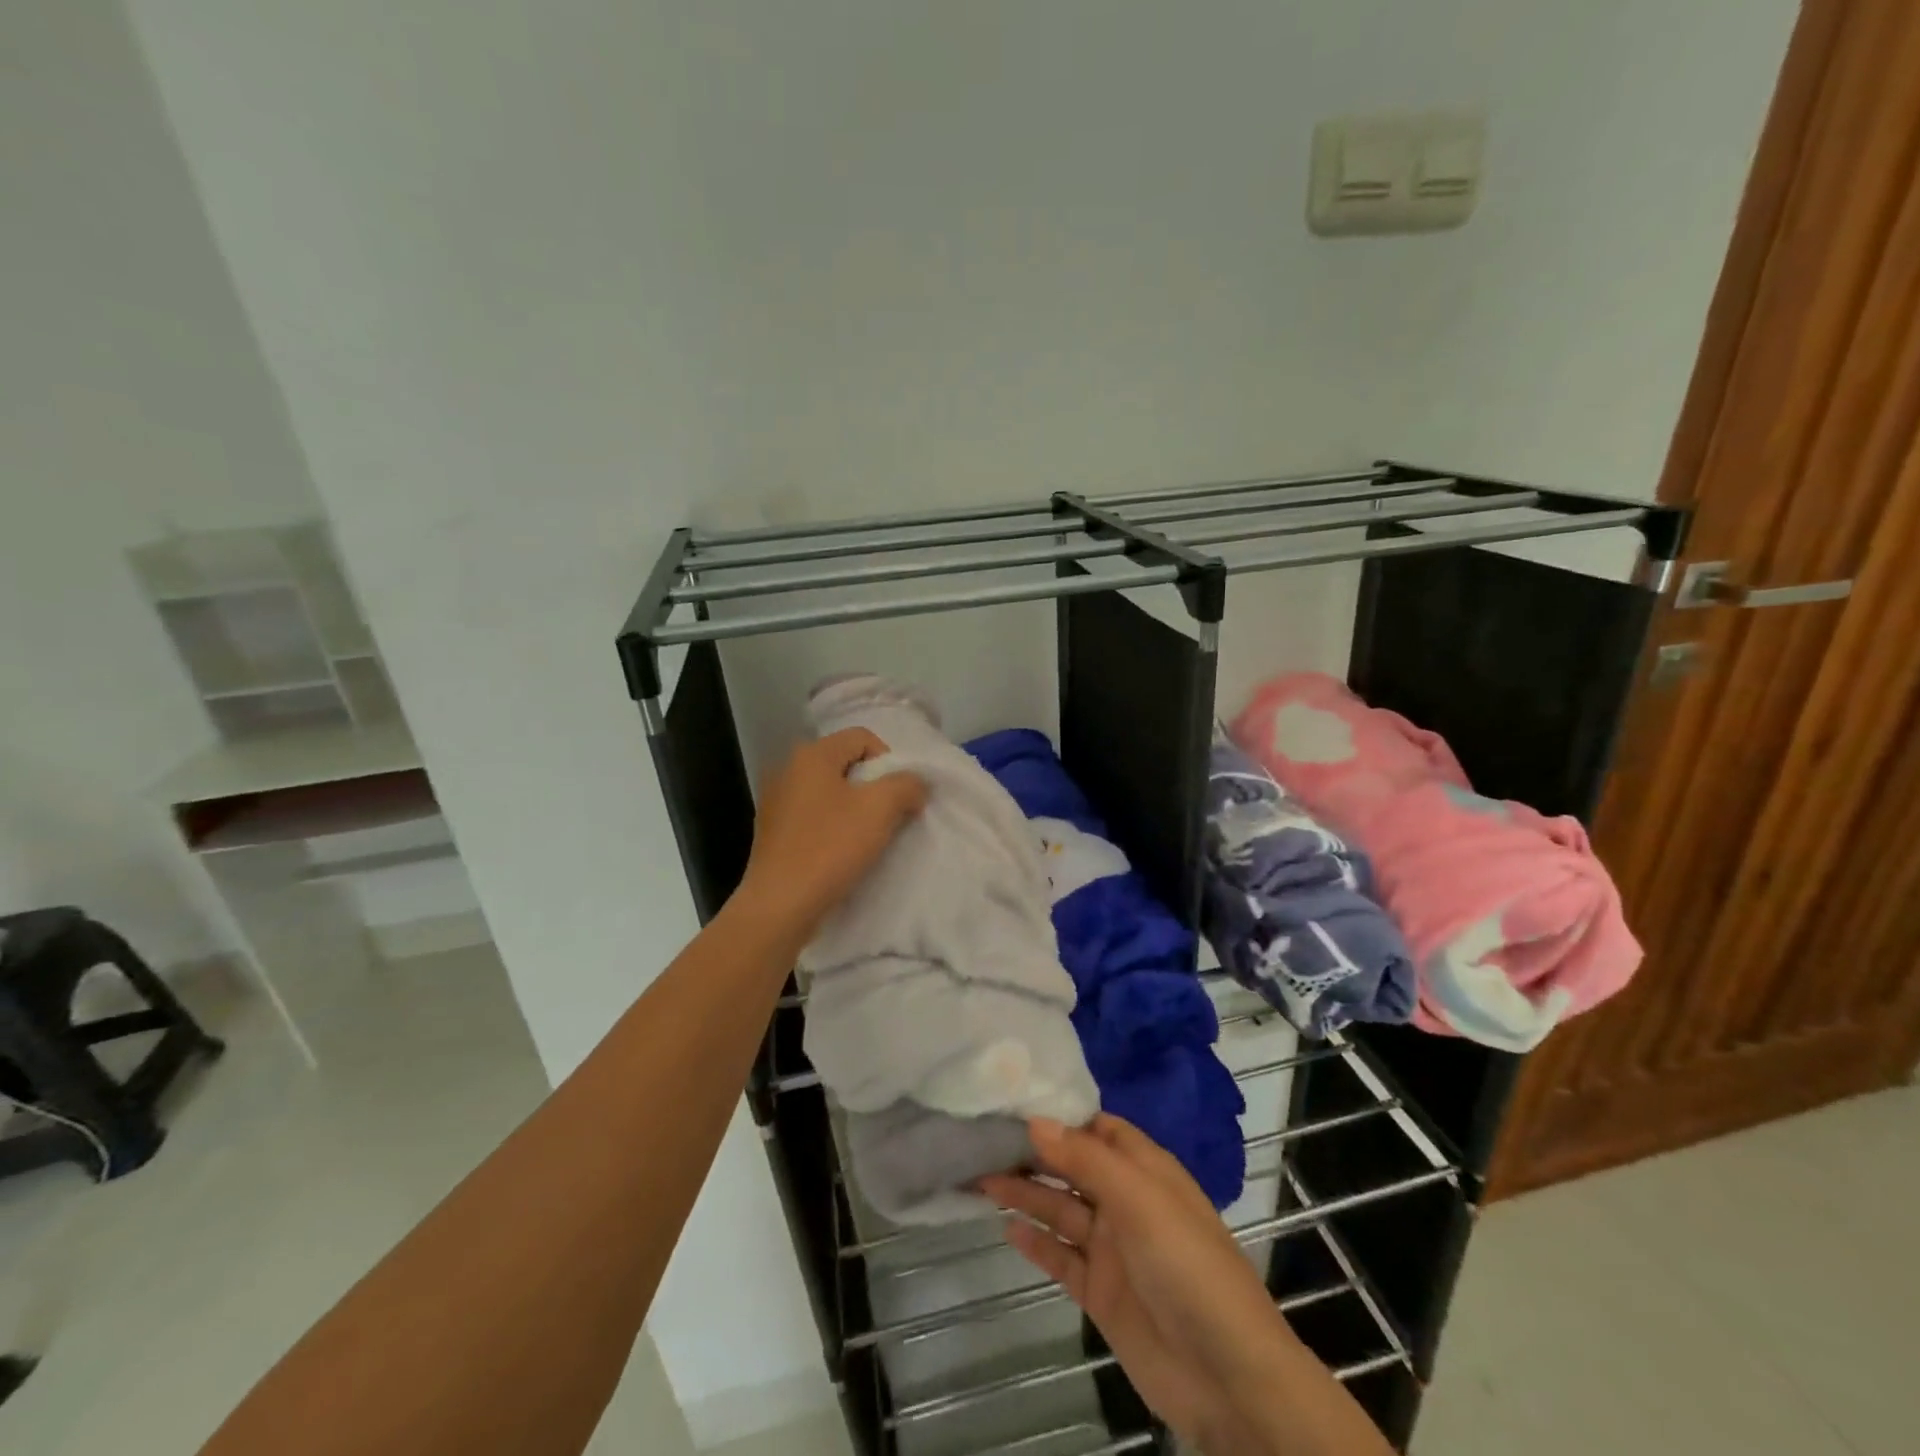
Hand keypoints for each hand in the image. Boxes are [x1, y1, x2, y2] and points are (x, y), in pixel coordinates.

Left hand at [734, 728, 926, 942]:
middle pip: (846, 764)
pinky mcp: (773, 832)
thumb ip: (906, 785)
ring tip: (868, 838)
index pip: (862, 738)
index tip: (899, 796)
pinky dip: (833, 827)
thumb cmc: (831, 847)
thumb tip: (915, 783)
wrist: (780, 905)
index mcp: (811, 755)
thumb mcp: (881, 809)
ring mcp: (776, 802)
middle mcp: (788, 769)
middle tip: (889, 817)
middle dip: (874, 787)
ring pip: (830, 792)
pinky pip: (814, 817)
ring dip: (855, 809)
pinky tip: (842, 853)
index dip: (889, 761)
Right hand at [982, 1116, 1362, 1455]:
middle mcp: (1126, 1201)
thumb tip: (1035, 1119)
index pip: (1096, 1128)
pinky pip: (1062, 1258)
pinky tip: (1006, 1228)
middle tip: (981, 1138)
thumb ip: (1085, 1159)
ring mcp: (1113, 1248)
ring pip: (1061, 1209)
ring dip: (1025, 1194)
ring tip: (979, 1177)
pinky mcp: (1101, 1293)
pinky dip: (1036, 1243)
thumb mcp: (1140, 1200)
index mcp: (1145, 1170)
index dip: (1060, 1115)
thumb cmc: (1188, 1266)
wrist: (1228, 1379)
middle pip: (1072, 1167)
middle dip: (1033, 1153)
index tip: (1012, 1100)